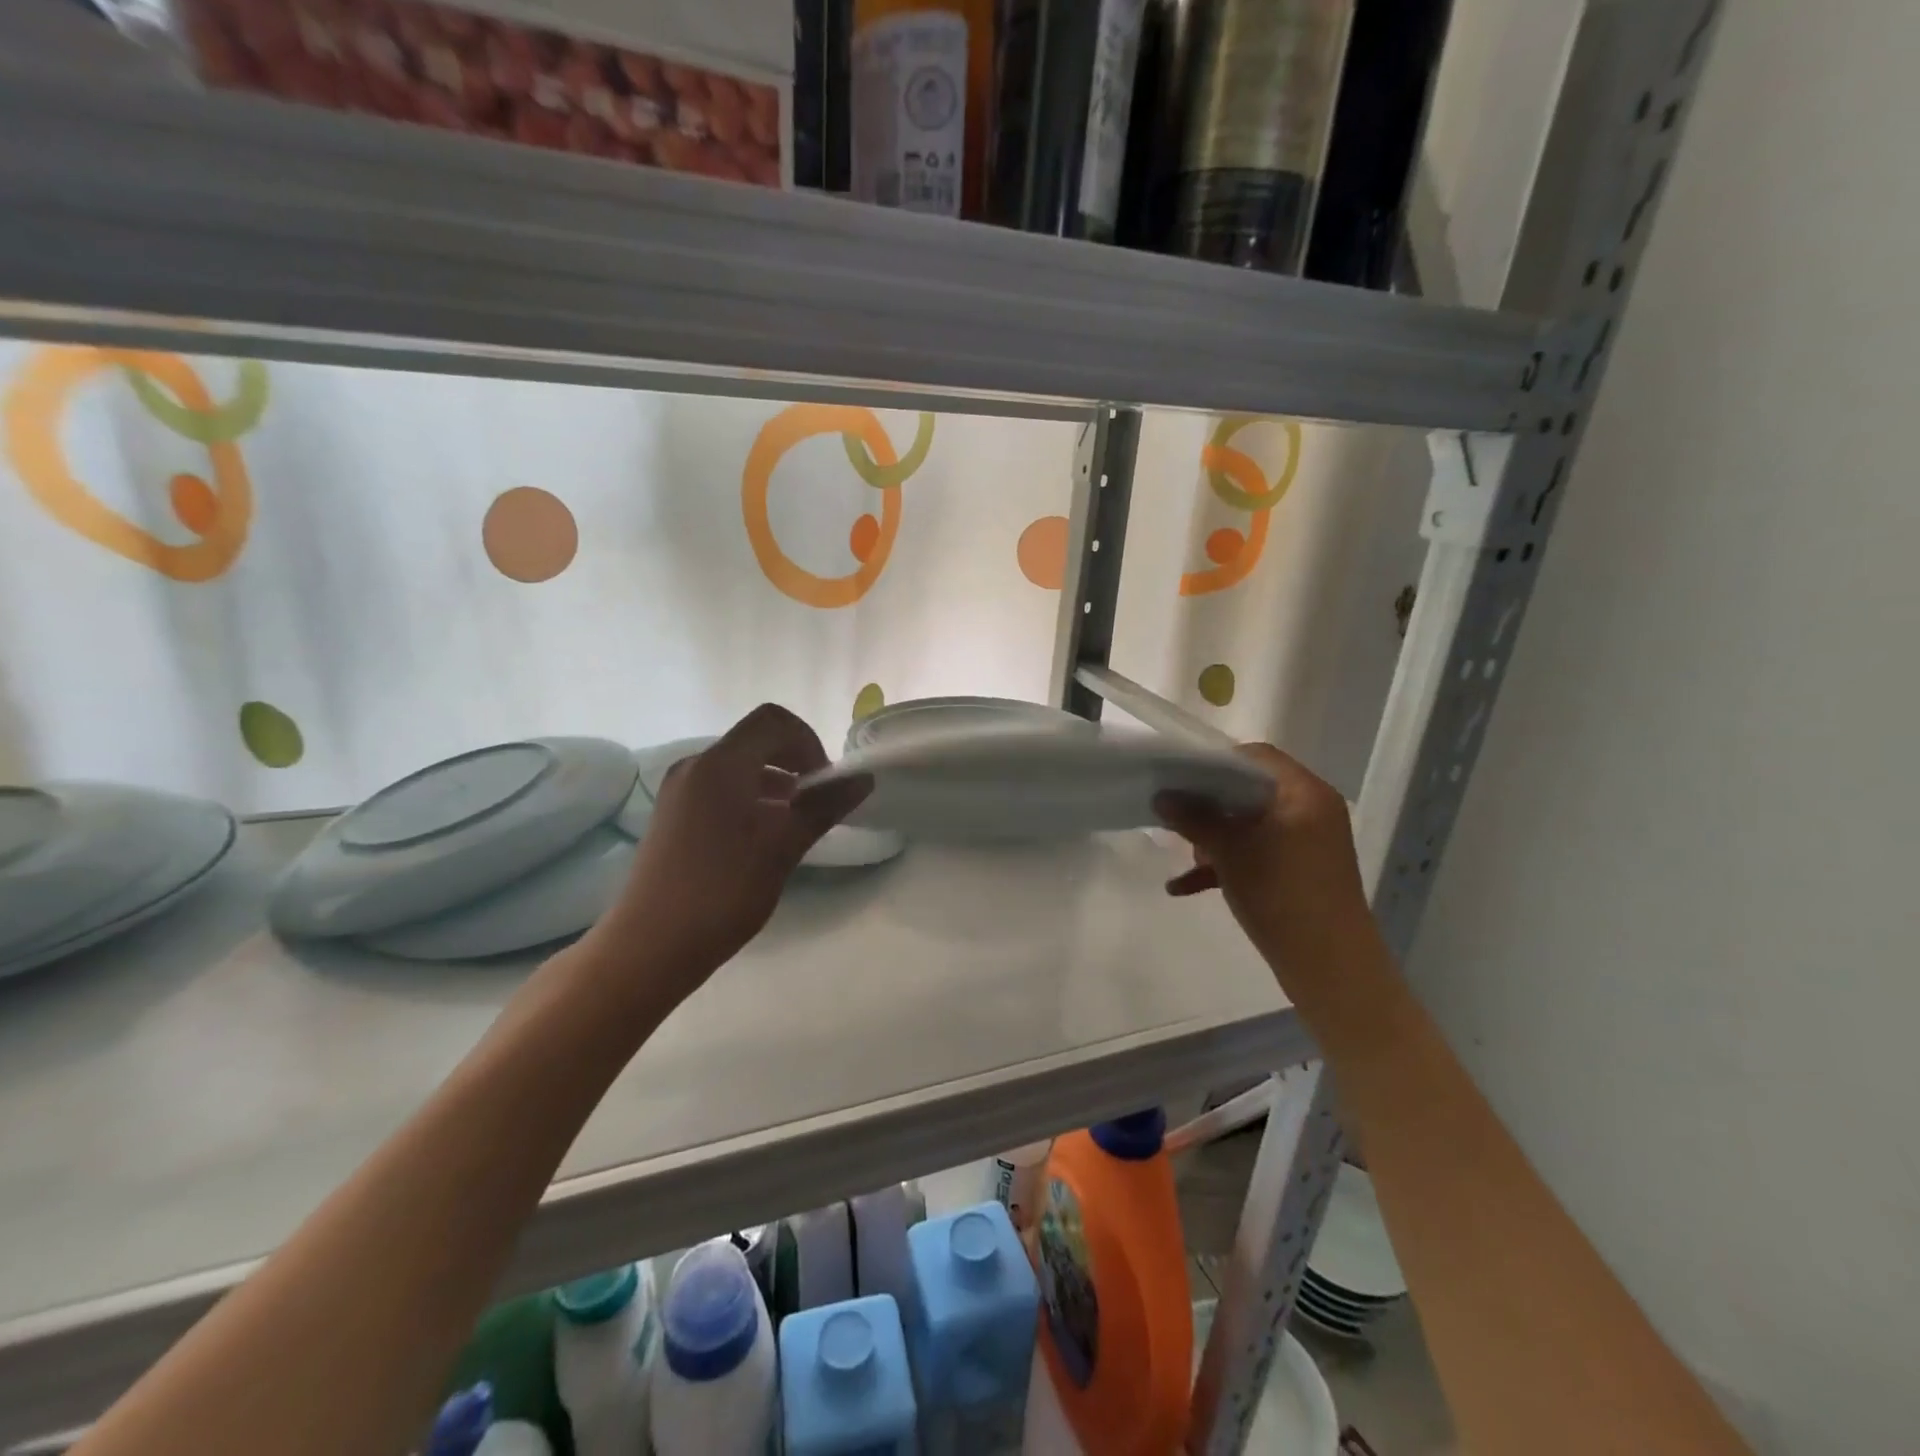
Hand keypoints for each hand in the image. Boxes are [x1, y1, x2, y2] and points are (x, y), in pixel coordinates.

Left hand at [581, 704, 869, 1002]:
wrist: (650, 946)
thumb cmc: (723, 891)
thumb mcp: (782, 847)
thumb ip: (823, 807)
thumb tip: (863, 779)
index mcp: (721, 764)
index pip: (774, 721)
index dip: (809, 742)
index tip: (824, 783)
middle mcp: (696, 765)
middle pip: (756, 739)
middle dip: (794, 761)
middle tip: (817, 802)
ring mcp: (680, 789)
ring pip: (739, 765)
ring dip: (775, 781)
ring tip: (794, 823)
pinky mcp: (674, 813)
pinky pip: (720, 786)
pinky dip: (751, 797)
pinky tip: (763, 836)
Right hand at [1156, 743, 1377, 1002]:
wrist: (1330, 966)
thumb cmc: (1281, 893)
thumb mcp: (1230, 852)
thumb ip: (1194, 819)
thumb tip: (1162, 796)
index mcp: (1304, 793)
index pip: (1256, 757)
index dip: (1215, 763)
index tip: (1180, 778)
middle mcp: (1311, 810)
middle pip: (1251, 790)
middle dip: (1210, 804)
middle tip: (1177, 815)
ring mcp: (1308, 842)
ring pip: (1251, 824)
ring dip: (1215, 835)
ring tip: (1184, 853)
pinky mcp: (1300, 871)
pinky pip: (1258, 853)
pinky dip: (1227, 863)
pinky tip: (1183, 886)